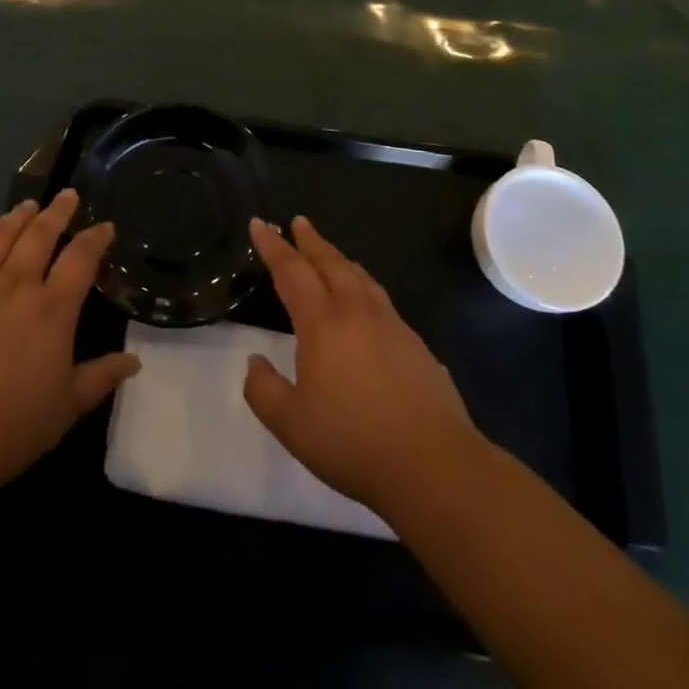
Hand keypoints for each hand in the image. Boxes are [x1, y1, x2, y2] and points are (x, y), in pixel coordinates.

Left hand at [0, 189, 138, 502]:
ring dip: (16, 217)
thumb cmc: (10, 428)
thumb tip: (135, 361)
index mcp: (52, 310)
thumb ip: (101, 377)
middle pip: (40, 235)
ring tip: (27, 205)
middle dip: (57, 211)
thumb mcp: (67, 407)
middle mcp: (15, 285)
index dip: (96, 238)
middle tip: (67, 195)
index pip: (81, 258)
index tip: (105, 226)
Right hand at [243, 215, 483, 519]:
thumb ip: (263, 390)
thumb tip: (255, 361)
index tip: (260, 224)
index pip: (292, 271)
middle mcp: (356, 311)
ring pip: (359, 276)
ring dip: (338, 258)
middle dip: (310, 240)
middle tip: (297, 223)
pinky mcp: (414, 343)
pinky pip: (379, 297)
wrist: (434, 465)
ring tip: (327, 252)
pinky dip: (362, 283)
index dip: (273, 245)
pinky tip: (364, 299)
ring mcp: (391, 324)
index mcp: (322, 323)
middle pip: (330, 262)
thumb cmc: (353, 443)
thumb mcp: (291, 425)